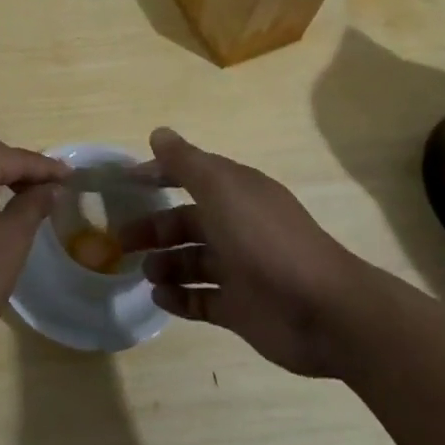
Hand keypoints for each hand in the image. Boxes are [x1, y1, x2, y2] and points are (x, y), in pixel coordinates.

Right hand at [120, 127, 371, 377]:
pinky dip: (179, 298)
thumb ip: (186, 163)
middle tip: (120, 240)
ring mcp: (239, 270)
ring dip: (164, 264)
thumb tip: (158, 133)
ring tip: (145, 272)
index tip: (126, 182)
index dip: (159, 175)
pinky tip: (159, 297)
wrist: (323, 311)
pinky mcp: (240, 309)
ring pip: (191, 262)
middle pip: (186, 223)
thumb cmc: (265, 240)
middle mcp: (237, 227)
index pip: (191, 176)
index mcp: (236, 193)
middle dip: (154, 228)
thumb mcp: (222, 189)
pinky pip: (201, 300)